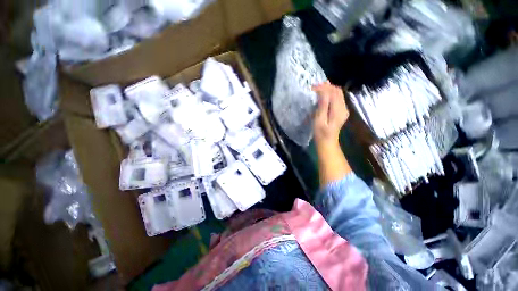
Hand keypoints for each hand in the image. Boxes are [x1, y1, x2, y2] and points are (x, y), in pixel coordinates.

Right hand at [312, 81, 348, 145]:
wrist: (327, 142)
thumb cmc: (321, 133)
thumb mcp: (319, 120)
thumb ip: (323, 105)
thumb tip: (323, 92)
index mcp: (338, 110)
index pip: (333, 92)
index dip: (323, 88)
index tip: (312, 88)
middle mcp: (344, 107)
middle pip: (337, 91)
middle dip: (326, 86)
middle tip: (314, 87)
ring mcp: (344, 109)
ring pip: (338, 93)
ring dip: (328, 89)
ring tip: (317, 89)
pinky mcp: (341, 111)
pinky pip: (337, 98)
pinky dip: (330, 94)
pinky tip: (323, 95)